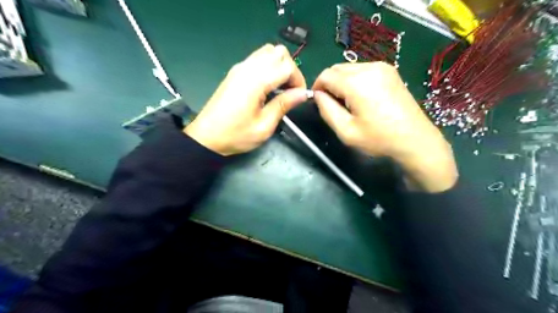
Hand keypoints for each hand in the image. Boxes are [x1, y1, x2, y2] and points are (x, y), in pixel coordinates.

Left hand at [187, 43, 309, 154]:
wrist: (206, 137)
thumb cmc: (236, 135)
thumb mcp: (264, 125)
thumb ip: (284, 105)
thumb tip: (303, 93)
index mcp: (256, 81)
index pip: (287, 66)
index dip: (298, 80)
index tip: (298, 97)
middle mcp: (248, 68)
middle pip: (279, 52)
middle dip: (290, 69)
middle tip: (290, 91)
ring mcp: (240, 68)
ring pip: (268, 51)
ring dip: (279, 66)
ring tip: (280, 88)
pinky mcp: (235, 72)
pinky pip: (257, 58)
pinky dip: (269, 66)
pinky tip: (267, 86)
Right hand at [312, 61, 459, 192]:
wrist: (415, 139)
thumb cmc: (379, 139)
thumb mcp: (346, 131)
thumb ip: (327, 110)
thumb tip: (317, 95)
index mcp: (357, 83)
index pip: (326, 75)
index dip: (317, 87)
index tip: (318, 102)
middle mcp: (369, 68)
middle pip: (337, 68)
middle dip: (329, 84)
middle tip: (333, 104)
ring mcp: (382, 67)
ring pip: (349, 68)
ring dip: (342, 82)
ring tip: (348, 102)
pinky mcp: (390, 71)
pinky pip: (363, 70)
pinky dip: (355, 80)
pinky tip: (362, 97)